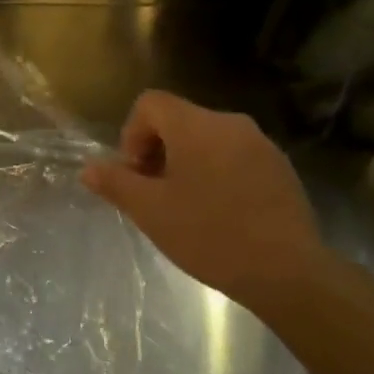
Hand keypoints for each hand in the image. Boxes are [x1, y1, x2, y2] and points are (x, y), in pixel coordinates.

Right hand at [82, 91, 329, 309]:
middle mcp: (231, 124)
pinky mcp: (280, 168)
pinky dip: (215, 174)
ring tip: (184, 208)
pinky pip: (234, 157)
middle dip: (156, 152)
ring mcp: (261, 145)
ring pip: (208, 140)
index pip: (151, 103)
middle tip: (153, 195)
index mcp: (196, 127)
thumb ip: (115, 183)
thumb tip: (88, 168)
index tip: (135, 173)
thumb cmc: (208, 235)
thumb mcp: (150, 211)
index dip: (131, 133)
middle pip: (179, 120)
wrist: (285, 270)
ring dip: (185, 164)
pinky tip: (217, 214)